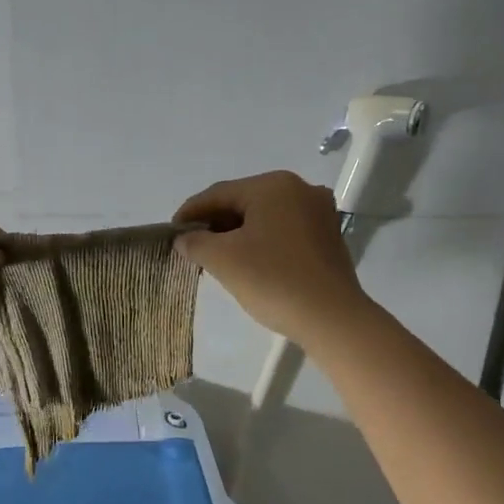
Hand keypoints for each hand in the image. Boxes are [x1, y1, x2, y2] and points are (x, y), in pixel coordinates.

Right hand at [173, 171, 370, 343]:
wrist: (331, 318)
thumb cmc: (273, 280)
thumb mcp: (224, 260)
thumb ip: (196, 243)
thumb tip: (184, 239)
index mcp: (273, 186)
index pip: (218, 193)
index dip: (190, 213)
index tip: (171, 233)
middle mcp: (300, 189)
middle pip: (243, 202)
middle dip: (215, 224)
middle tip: (192, 248)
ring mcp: (319, 212)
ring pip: (264, 217)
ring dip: (237, 234)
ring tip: (216, 258)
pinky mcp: (328, 237)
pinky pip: (284, 231)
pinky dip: (261, 242)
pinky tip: (249, 263)